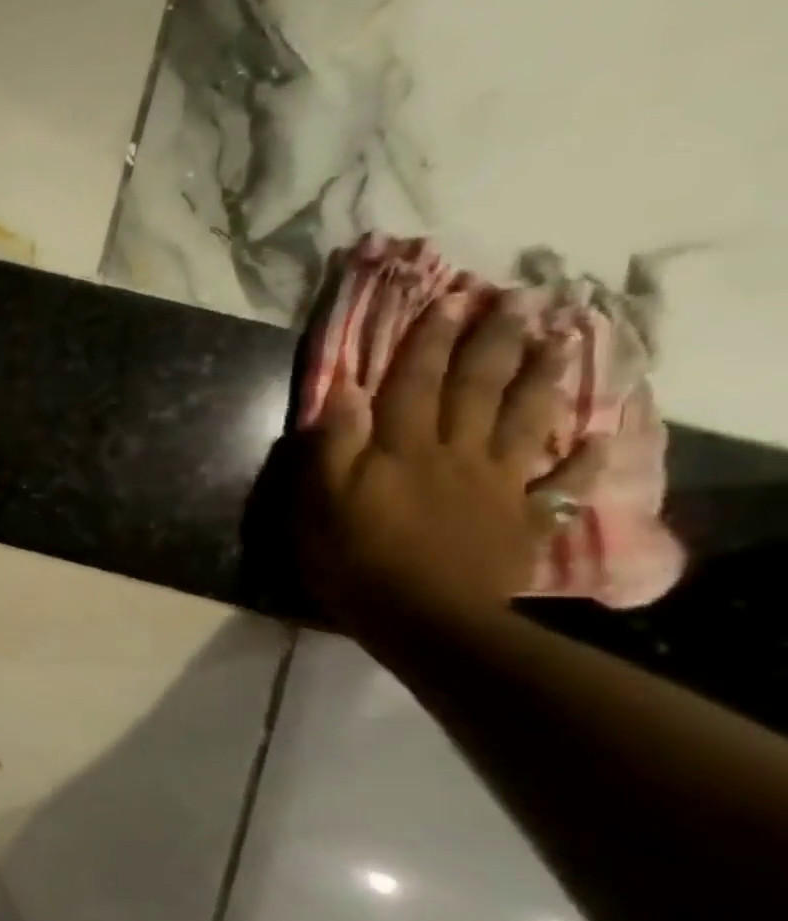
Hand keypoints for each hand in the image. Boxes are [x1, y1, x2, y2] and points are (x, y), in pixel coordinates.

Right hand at [302, 294, 604, 633]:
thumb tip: (344, 389)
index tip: (450, 301)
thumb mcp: (320, 501)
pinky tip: (600, 439)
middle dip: (494, 343)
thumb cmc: (354, 559)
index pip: (414, 383)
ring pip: (524, 422)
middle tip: (519, 300)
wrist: (421, 619)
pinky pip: (560, 486)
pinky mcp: (521, 521)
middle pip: (477, 390)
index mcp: (402, 449)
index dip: (429, 342)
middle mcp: (455, 454)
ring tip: (561, 342)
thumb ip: (333, 445)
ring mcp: (496, 486)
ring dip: (542, 380)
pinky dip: (584, 463)